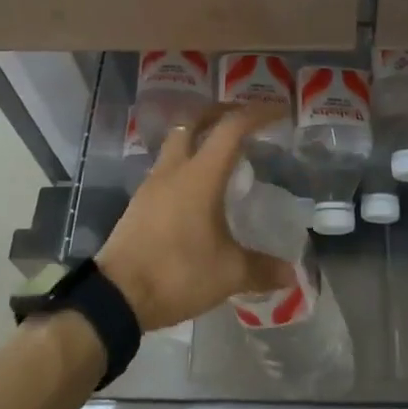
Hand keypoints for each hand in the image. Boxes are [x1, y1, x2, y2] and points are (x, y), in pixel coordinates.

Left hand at [96, 104, 294, 331]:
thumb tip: (291, 273)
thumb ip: (262, 269)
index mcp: (200, 175)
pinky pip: (167, 168)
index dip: (257, 114)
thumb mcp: (228, 274)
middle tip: (244, 120)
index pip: (231, 128)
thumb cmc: (177, 273)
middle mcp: (174, 170)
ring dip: (200, 137)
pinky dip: (187, 164)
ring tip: (224, 154)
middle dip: (220, 113)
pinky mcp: (140, 202)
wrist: (116, 296)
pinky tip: (199, 189)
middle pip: (194, 122)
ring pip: (177, 143)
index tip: (279, 112)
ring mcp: (152, 184)